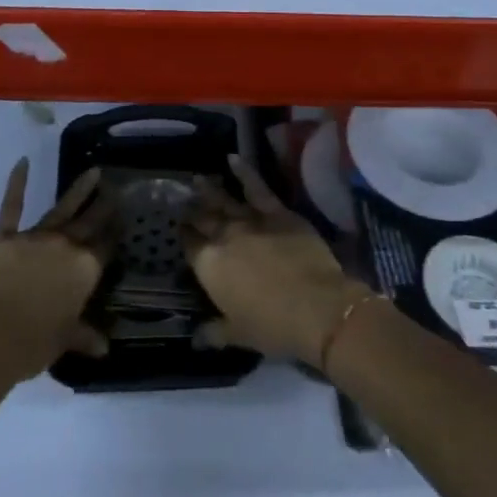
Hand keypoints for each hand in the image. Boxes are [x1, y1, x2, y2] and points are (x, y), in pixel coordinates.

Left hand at [0, 160, 114, 380]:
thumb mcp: (65, 340)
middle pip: (90, 221)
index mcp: (84, 270)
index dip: (115, 232)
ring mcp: (36, 237)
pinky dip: (16, 183)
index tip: (125, 216)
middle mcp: (66, 246)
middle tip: (116, 186)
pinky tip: (22, 162)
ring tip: (93, 172)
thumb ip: (85, 336)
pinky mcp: (6, 236)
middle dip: (104, 204)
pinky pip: (12, 206)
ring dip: (79, 190)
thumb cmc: (33, 344)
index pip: (105, 247)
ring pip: (63, 208)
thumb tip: (104, 348)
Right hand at [183, 154, 370, 366]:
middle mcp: (224, 237)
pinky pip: (257, 187)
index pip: (190, 246)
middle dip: (192, 210)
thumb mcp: (239, 335)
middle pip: (204, 219)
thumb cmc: (273, 326)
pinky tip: (233, 158)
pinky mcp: (277, 211)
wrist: (316, 307)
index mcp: (210, 267)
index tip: (180, 227)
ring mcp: (250, 220)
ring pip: (224, 200)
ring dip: (209, 190)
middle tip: (183, 199)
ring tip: (198, 179)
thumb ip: (215, 332)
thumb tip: (197, 337)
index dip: (184, 236)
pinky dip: (244, 171)